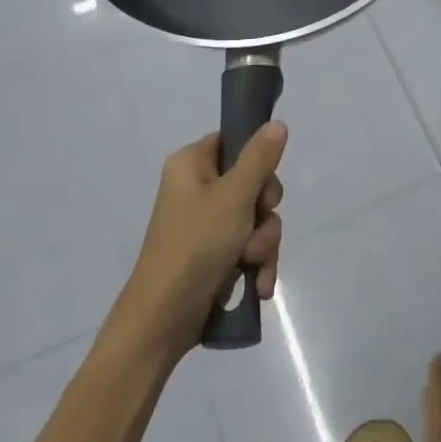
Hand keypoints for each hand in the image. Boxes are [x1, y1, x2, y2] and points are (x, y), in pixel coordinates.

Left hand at [123, 123, 287, 354]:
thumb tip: (277, 123)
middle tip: (257, 227)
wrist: (163, 318)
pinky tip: (258, 286)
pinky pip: (249, 247)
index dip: (257, 161)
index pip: (233, 142)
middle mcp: (196, 189)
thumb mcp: (234, 196)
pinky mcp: (213, 254)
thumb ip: (260, 158)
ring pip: (256, 219)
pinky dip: (257, 264)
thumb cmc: (196, 245)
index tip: (264, 184)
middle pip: (252, 183)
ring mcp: (205, 224)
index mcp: (191, 165)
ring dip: (264, 244)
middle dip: (264, 213)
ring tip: (253, 265)